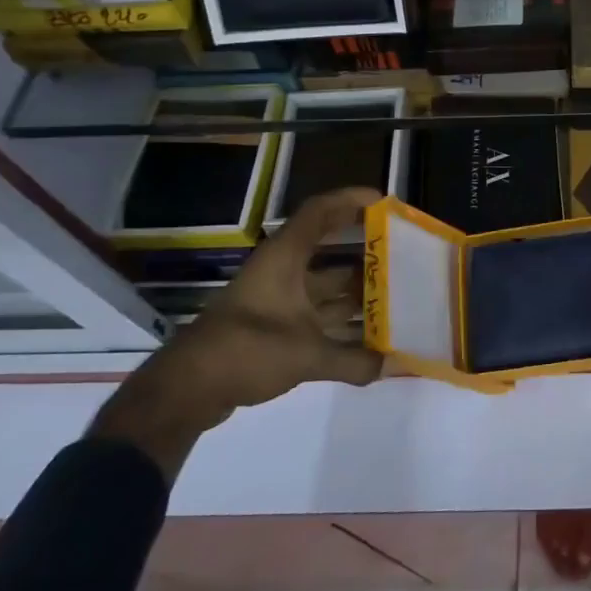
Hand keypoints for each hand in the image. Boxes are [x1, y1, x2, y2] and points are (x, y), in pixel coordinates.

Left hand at [90, 187, 384, 478]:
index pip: (320, 212)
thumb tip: (396, 365)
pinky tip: (368, 339)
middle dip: (365, 253)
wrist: (187, 389)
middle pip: (329, 251)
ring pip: (324, 287)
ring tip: (396, 298)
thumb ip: (354, 360)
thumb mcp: (306, 355)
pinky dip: (340, 323)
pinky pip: (316, 315)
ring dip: (356, 292)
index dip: (351, 201)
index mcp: (286, 259)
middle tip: (402, 257)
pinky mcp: (272, 328)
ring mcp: (276, 300)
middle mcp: (282, 272)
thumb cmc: (247, 350)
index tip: (385, 204)